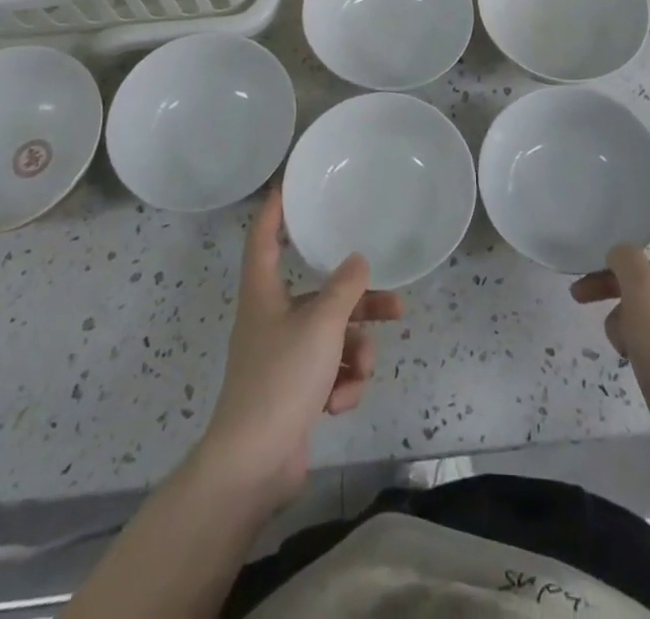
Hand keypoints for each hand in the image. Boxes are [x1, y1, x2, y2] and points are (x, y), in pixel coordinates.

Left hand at [199, 186, 401, 508]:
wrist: (254, 465)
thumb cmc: (281, 379)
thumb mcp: (321, 325)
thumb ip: (345, 288)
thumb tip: (358, 261)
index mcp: (264, 293)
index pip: (263, 238)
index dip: (273, 209)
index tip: (287, 184)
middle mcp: (272, 318)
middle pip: (321, 296)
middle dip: (359, 305)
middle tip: (395, 304)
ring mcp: (283, 357)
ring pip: (333, 337)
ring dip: (354, 353)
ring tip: (361, 370)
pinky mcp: (294, 391)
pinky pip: (329, 372)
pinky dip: (341, 384)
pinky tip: (340, 403)